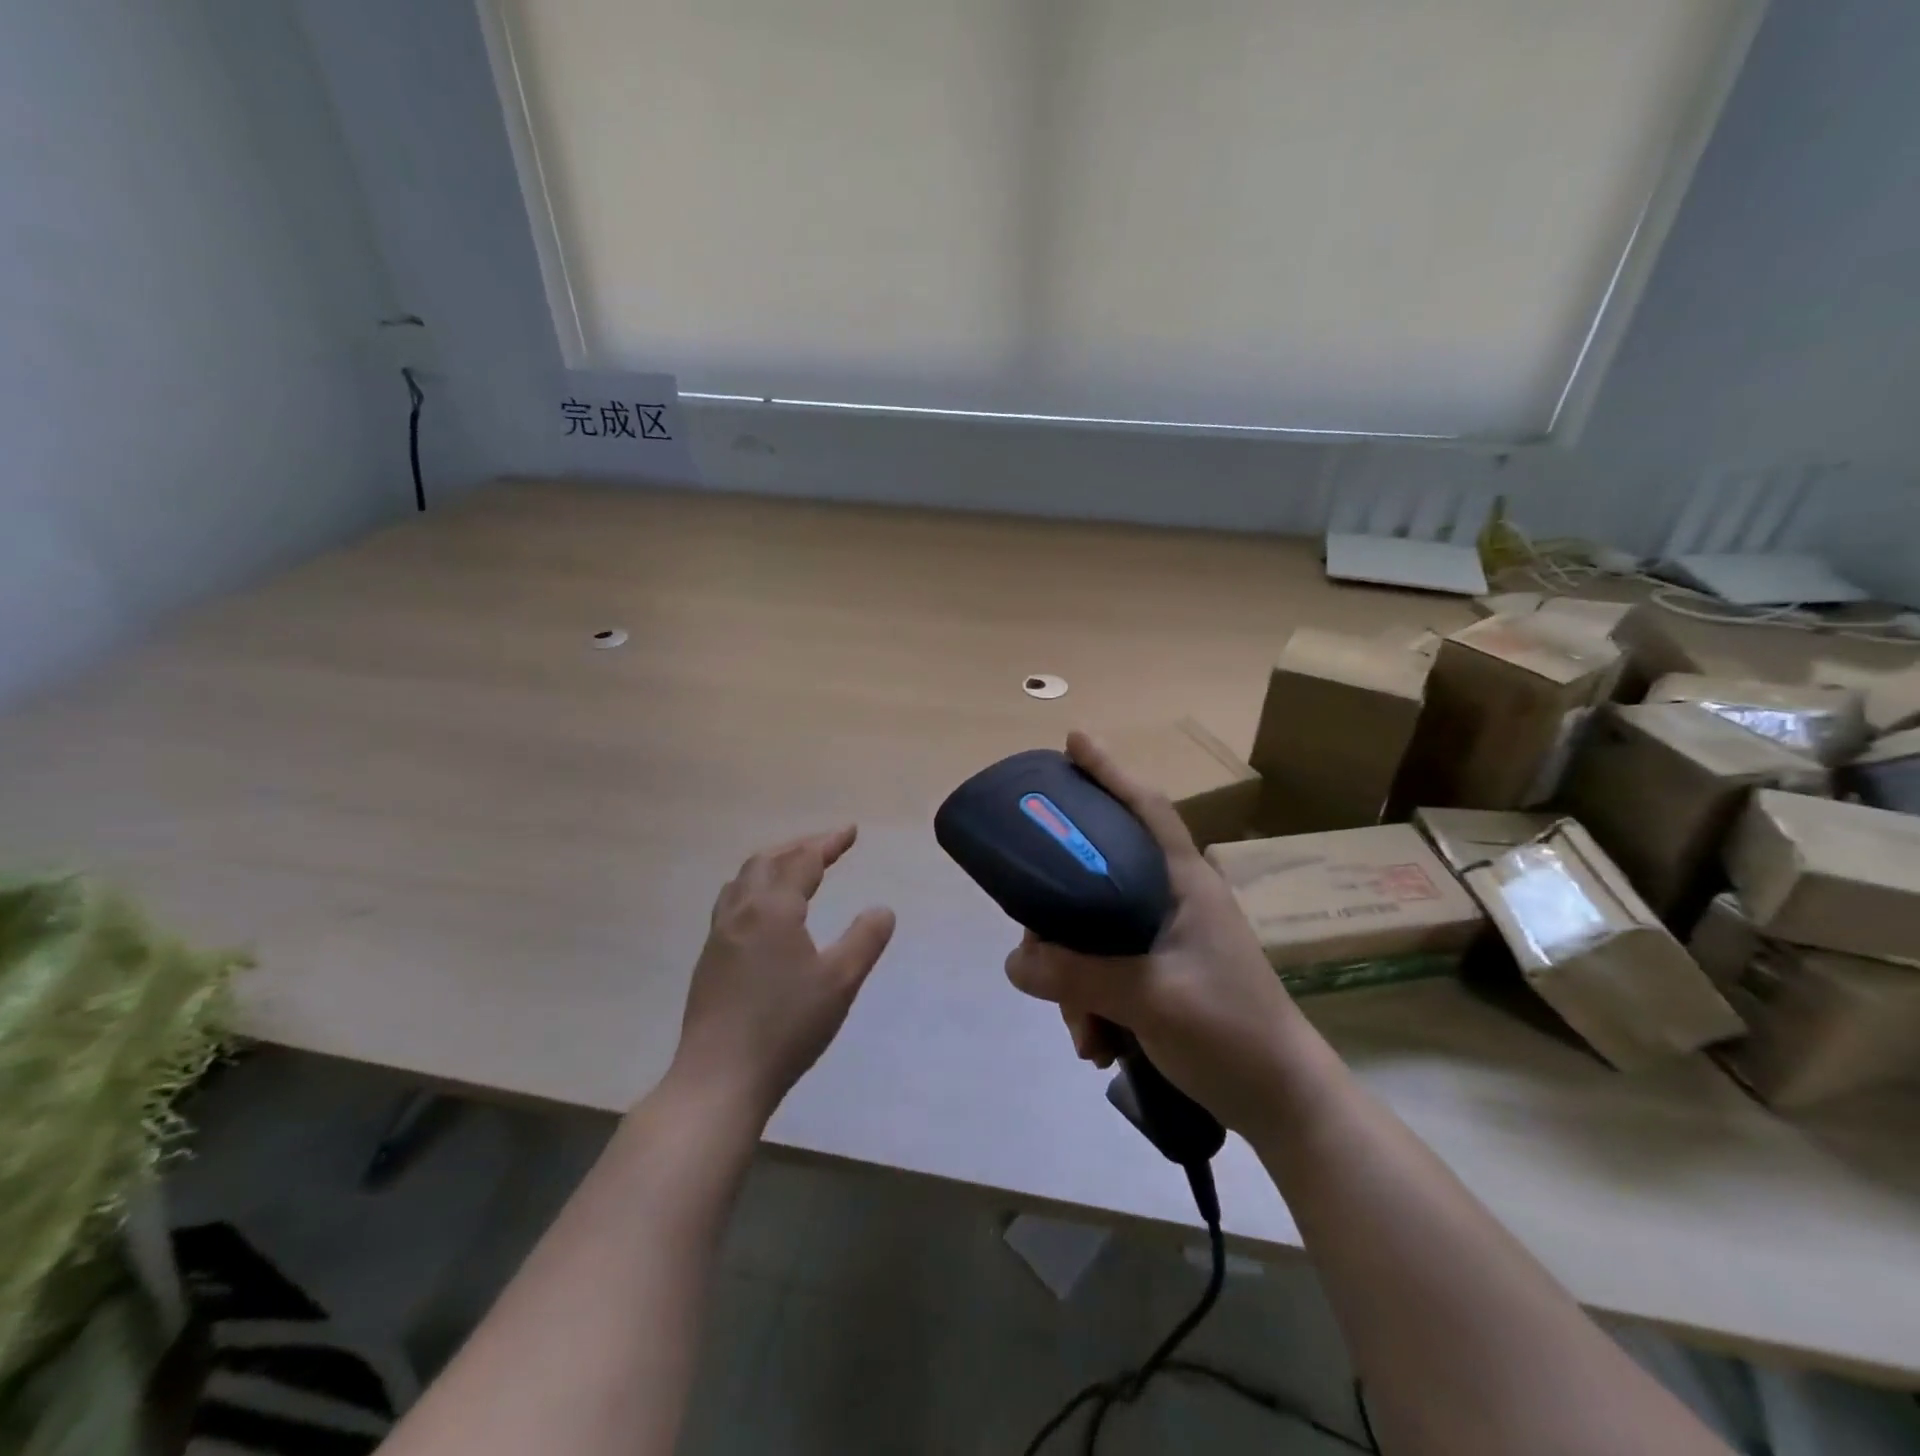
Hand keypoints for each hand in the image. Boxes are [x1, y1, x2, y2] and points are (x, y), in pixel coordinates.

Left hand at [672, 826, 895, 1120]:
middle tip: (826, 845)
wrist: (719, 1078)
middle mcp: (741, 912)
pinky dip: (754, 887)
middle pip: (767, 861)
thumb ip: (864, 939)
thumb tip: (882, 909)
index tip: (850, 832)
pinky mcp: (709, 960)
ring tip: (793, 868)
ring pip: (743, 880)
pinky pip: (732, 902)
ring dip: (772, 863)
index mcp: (773, 909)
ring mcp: (719, 935)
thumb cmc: (786, 1026)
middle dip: (798, 846)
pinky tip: (764, 912)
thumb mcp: (840, 982)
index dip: (828, 843)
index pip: (803, 861)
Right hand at [1003, 732, 1305, 1136]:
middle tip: (1036, 949)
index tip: (1073, 740)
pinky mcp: (1164, 976)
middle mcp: (1175, 900)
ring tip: (1083, 1034)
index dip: (1110, 771)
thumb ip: (1077, 975)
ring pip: (1096, 935)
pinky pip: (1107, 973)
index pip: (1145, 808)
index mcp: (1184, 883)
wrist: (1283, 1104)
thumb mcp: (1148, 998)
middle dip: (1062, 922)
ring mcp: (1170, 940)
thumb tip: (1014, 961)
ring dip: (1076, 983)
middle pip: (1098, 880)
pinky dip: (1093, 1004)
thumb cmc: (1229, 1031)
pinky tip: (1096, 1045)